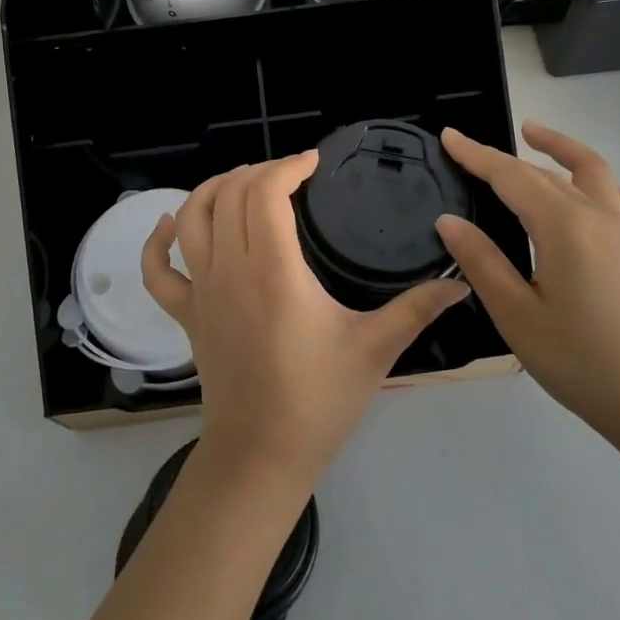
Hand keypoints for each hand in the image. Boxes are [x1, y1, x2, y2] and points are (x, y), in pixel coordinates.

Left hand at [141, 152, 468, 485]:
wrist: (260, 457)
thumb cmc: (318, 401)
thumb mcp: (374, 350)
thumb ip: (416, 309)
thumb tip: (461, 283)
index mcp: (274, 272)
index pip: (265, 194)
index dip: (287, 166)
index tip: (313, 163)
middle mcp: (230, 270)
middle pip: (229, 194)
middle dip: (258, 171)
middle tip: (290, 174)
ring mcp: (201, 291)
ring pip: (191, 218)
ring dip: (212, 189)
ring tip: (242, 182)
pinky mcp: (186, 314)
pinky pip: (158, 271)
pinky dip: (158, 242)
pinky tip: (171, 224)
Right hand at [435, 121, 619, 448]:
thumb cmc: (579, 360)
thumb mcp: (516, 314)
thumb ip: (481, 261)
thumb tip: (448, 221)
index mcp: (563, 226)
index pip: (511, 177)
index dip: (476, 155)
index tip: (448, 135)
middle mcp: (596, 215)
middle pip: (542, 171)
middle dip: (502, 157)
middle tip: (466, 149)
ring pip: (590, 170)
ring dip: (559, 147)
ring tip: (532, 134)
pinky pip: (616, 196)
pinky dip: (594, 179)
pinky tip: (582, 188)